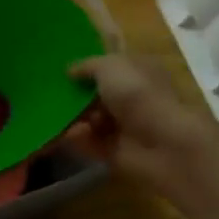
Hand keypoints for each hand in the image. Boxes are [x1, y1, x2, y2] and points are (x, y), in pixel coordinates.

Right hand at [65, 54, 218, 192]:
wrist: (163, 143)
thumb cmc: (138, 94)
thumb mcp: (109, 66)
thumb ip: (87, 66)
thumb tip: (70, 70)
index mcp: (139, 71)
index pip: (111, 66)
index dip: (88, 68)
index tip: (63, 71)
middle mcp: (134, 97)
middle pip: (98, 95)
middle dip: (77, 96)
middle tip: (55, 96)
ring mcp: (127, 126)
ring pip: (92, 120)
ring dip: (76, 119)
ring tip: (61, 118)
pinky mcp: (118, 152)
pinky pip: (91, 144)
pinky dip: (79, 140)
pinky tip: (70, 135)